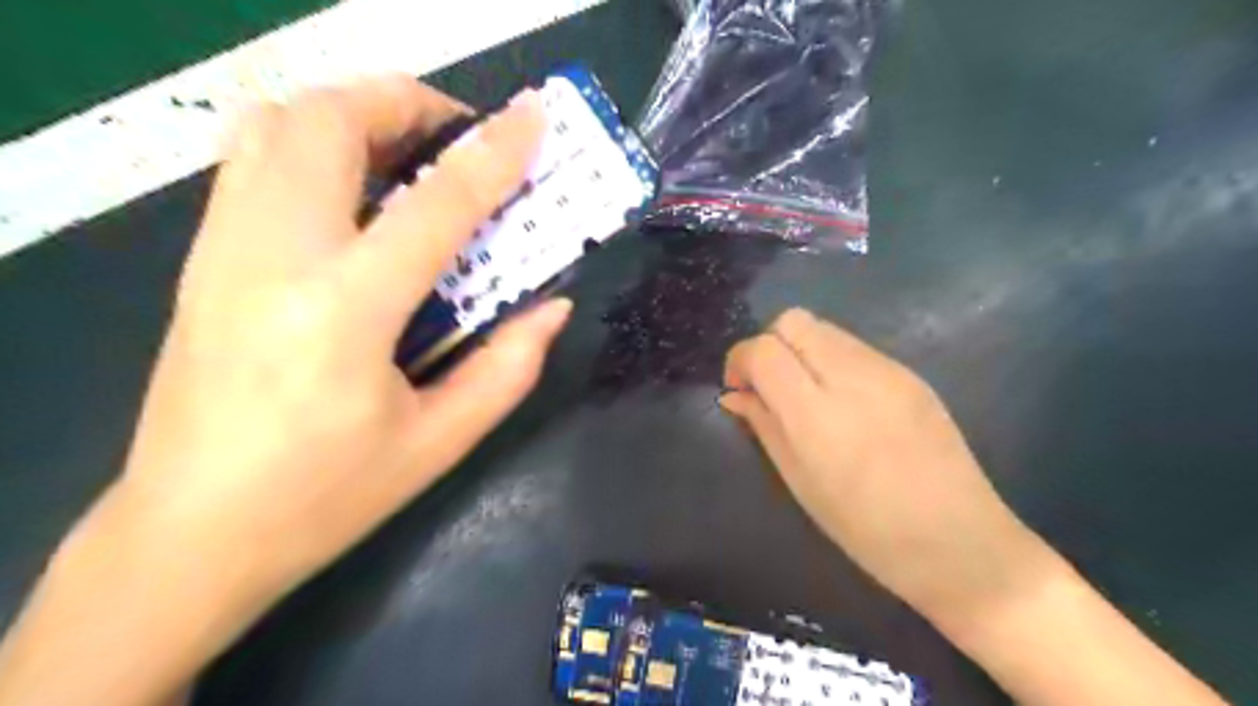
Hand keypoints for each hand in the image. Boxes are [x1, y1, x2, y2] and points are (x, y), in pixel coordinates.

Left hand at [0, 78, 565, 704]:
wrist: (191, 532)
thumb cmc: (326, 497)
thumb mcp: (439, 442)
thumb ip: (508, 367)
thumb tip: (553, 307)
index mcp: (345, 312)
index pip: (435, 205)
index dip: (493, 154)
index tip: (533, 118)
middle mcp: (274, 258)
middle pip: (329, 122)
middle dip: (407, 104)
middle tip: (460, 138)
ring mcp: (223, 249)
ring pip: (279, 124)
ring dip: (356, 114)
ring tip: (411, 152)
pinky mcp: (202, 257)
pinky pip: (255, 159)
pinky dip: (315, 142)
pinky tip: (357, 191)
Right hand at [716, 308, 1054, 623]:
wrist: (959, 542)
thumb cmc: (866, 529)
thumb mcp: (800, 482)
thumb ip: (764, 426)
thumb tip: (734, 395)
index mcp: (817, 415)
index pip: (764, 350)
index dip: (740, 360)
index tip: (739, 387)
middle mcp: (852, 377)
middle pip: (793, 321)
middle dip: (770, 345)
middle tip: (771, 386)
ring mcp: (888, 370)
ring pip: (824, 328)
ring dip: (801, 350)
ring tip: (807, 395)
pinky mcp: (912, 373)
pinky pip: (855, 347)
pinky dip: (832, 360)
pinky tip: (843, 401)